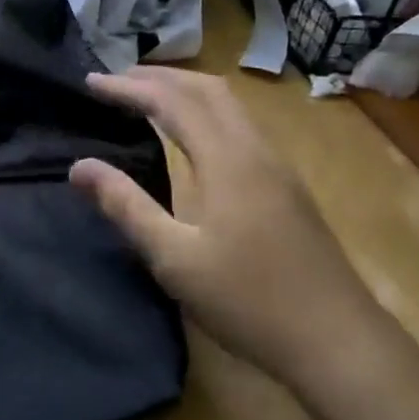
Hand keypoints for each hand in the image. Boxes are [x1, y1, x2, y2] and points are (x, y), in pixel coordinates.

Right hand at [69, 67, 391, 389]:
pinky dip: (206, 112)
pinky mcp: (287, 188)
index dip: (128, 87)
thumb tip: (79, 167)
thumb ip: (125, 206)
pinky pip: (240, 125)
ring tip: (147, 98)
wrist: (339, 342)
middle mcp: (255, 150)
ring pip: (229, 105)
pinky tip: (192, 137)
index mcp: (227, 160)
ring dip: (185, 90)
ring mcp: (277, 168)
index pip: (171, 102)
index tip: (89, 81)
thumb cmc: (249, 301)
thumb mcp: (174, 258)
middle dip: (158, 77)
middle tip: (116, 81)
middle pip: (207, 89)